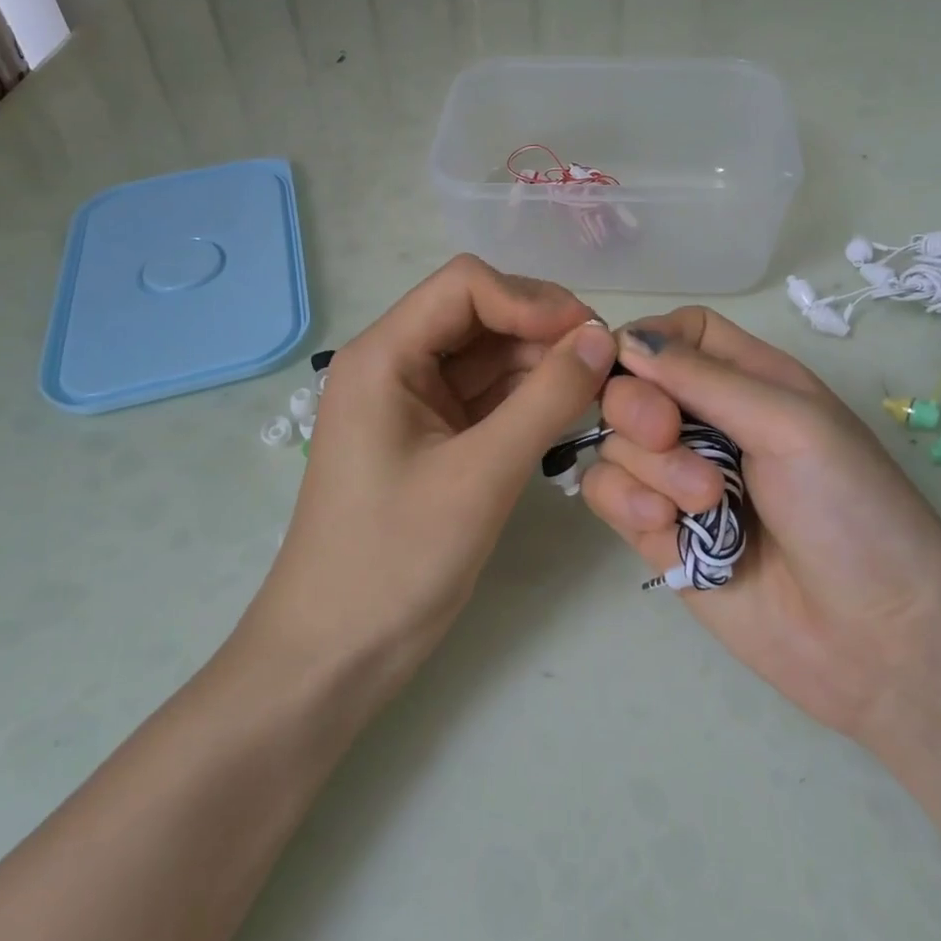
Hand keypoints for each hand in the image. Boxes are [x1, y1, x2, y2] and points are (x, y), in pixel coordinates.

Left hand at [244, 255, 618, 701]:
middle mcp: (396, 363)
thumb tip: (603, 337)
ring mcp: (414, 401)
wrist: (335, 655)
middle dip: (543, 329)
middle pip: (480, 314)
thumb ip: (546, 399)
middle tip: (606, 365)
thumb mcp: (481, 475)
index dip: (530, 300)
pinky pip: (488, 396)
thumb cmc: (395, 561)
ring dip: (542, 363)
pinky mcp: (433, 436)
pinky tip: (569, 410)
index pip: (465, 285)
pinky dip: (528, 397)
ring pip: (489, 355)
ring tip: (598, 388)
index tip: (588, 337)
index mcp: (384, 355)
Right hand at [580, 307, 940, 739]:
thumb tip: (623, 338)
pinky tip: (667, 528)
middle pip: (629, 384)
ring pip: (613, 441)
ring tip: (706, 505)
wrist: (878, 642)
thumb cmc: (853, 510)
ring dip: (649, 467)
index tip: (628, 363)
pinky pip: (606, 493)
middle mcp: (705, 422)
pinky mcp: (656, 530)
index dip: (644, 340)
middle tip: (670, 436)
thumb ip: (704, 378)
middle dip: (637, 408)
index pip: (674, 334)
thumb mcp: (792, 424)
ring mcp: (676, 479)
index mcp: (747, 381)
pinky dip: (626, 502)